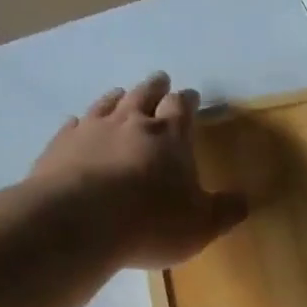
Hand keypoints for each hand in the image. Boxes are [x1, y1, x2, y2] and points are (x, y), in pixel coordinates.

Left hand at [30, 72, 246, 268]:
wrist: (81, 222)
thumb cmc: (152, 223)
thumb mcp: (202, 225)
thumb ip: (225, 211)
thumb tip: (245, 200)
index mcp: (171, 137)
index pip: (182, 109)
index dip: (187, 102)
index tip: (190, 96)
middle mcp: (131, 123)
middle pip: (144, 95)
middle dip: (155, 88)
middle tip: (160, 80)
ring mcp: (92, 130)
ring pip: (107, 104)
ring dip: (117, 97)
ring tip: (120, 94)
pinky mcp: (60, 146)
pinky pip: (71, 126)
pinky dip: (79, 123)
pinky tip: (76, 124)